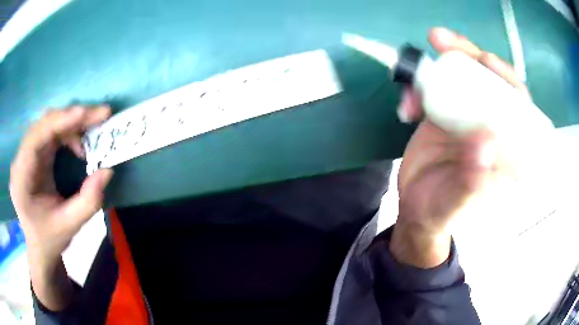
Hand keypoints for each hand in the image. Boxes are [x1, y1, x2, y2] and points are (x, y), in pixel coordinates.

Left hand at [9, 106, 112, 309]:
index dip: (57, 122)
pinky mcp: (34, 154)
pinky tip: (79, 142)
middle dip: (70, 117)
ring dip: (71, 123)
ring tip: (93, 128)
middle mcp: (21, 161)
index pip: (35, 139)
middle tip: (100, 116)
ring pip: (48, 125)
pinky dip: (67, 131)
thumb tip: (107, 171)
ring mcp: (27, 155)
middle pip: (43, 125)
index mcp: (21, 179)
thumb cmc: (50, 239)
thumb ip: (88, 202)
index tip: (83, 114)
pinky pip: (50, 132)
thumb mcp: (70, 226)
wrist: (40, 246)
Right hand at [389, 27, 528, 267]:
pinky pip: (434, 89)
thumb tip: (485, 141)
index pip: (520, 109)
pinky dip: (418, 88)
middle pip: (490, 82)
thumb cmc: (441, 213)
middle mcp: (492, 127)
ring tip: (417, 65)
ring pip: (462, 78)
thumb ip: (471, 182)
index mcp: (507, 152)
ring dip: (441, 64)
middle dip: (469, 58)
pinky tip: (407, 105)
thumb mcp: (454, 205)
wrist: (416, 210)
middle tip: (443, 42)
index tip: (487, 61)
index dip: (507, 80)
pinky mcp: (444, 113)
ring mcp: (467, 117)